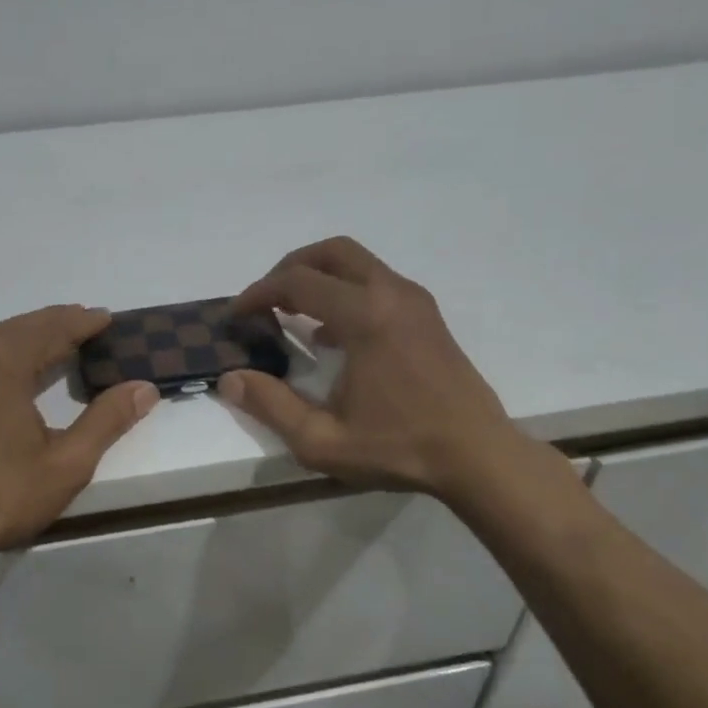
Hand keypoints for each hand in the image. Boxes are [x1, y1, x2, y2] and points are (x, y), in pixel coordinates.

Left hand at [0, 306, 158, 572]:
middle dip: (51, 326)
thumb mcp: (65, 464)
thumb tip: (144, 388)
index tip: (106, 319)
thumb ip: (107, 421)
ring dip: (14, 344)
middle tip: (78, 328)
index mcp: (1, 360)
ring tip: (38, 353)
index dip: (84, 322)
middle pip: (15, 329)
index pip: (53, 326)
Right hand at [219, 237, 521, 500]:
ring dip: (319, 277)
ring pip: (357, 263)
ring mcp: (415, 301)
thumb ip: (271, 406)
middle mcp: (391, 293)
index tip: (236, 315)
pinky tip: (332, 335)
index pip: (297, 282)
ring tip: (292, 314)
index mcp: (365, 316)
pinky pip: (377, 283)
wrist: (477, 455)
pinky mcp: (427, 316)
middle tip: (264, 301)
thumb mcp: (323, 440)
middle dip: (289, 268)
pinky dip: (345, 291)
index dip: (258, 293)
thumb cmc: (399, 447)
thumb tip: (230, 379)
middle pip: (331, 252)